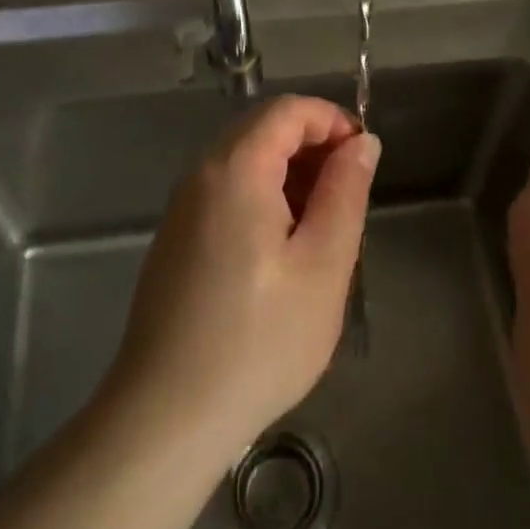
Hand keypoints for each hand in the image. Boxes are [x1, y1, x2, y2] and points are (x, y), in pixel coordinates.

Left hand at [105, 95, 379, 468]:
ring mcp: (182, 208)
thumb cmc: (258, 341)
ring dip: (290, 174)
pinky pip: (226, 192)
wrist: (166, 418)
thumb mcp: (323, 266)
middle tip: (349, 195)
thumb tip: (362, 142)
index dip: (332, 120)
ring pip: (244, 161)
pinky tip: (283, 250)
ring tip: (323, 226)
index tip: (364, 159)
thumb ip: (346, 192)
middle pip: (262, 129)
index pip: (287, 110)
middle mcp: (200, 175)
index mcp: (235, 170)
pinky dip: (264, 197)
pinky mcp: (176, 239)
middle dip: (313, 146)